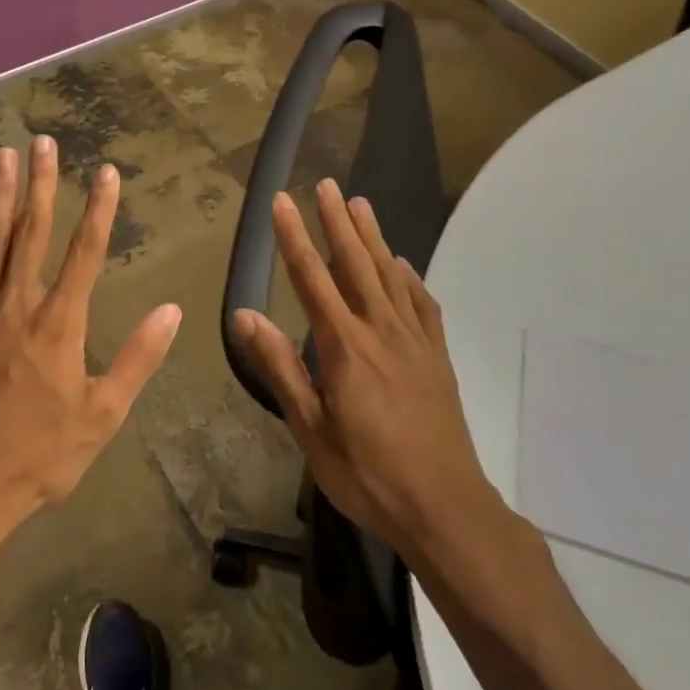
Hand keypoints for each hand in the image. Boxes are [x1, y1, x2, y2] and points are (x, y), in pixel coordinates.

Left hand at [0, 136, 181, 555]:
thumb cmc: (40, 456)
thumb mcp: (103, 416)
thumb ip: (138, 359)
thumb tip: (172, 311)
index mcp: (60, 325)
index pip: (85, 253)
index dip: (99, 210)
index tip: (107, 173)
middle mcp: (18, 306)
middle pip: (32, 233)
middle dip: (41, 184)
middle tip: (44, 142)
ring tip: (3, 156)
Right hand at [234, 179, 491, 554]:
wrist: (445, 506)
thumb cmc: (367, 473)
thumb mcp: (310, 428)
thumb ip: (279, 367)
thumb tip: (244, 315)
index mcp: (345, 346)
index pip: (312, 278)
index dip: (294, 237)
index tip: (281, 202)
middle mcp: (381, 330)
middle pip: (355, 263)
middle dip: (337, 221)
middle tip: (326, 184)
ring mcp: (415, 341)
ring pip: (390, 274)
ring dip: (373, 237)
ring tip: (360, 204)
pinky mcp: (437, 356)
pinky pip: (423, 304)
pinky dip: (410, 277)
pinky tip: (402, 264)